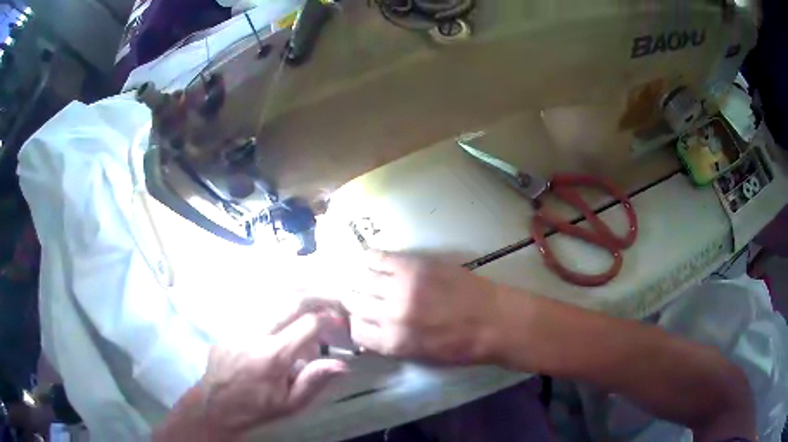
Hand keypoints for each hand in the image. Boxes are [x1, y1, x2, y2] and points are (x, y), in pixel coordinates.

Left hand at [154, 309, 347, 441]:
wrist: (215, 404)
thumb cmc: (257, 408)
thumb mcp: (291, 404)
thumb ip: (315, 380)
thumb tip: (342, 363)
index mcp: (273, 355)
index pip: (308, 324)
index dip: (330, 319)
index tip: (342, 322)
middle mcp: (255, 332)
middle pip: (291, 301)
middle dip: (317, 297)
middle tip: (332, 303)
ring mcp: (239, 325)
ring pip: (273, 299)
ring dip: (297, 300)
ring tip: (312, 308)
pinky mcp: (229, 325)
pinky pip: (258, 308)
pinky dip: (278, 308)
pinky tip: (284, 319)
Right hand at [344, 251, 500, 364]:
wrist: (495, 321)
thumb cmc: (462, 346)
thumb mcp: (421, 356)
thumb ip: (391, 343)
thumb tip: (371, 329)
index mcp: (393, 342)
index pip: (355, 330)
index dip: (357, 323)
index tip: (363, 318)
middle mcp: (390, 314)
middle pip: (353, 301)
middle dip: (354, 300)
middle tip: (361, 296)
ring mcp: (402, 287)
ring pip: (360, 278)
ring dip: (359, 279)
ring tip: (365, 278)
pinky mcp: (414, 265)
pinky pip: (378, 257)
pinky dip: (370, 259)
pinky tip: (373, 262)